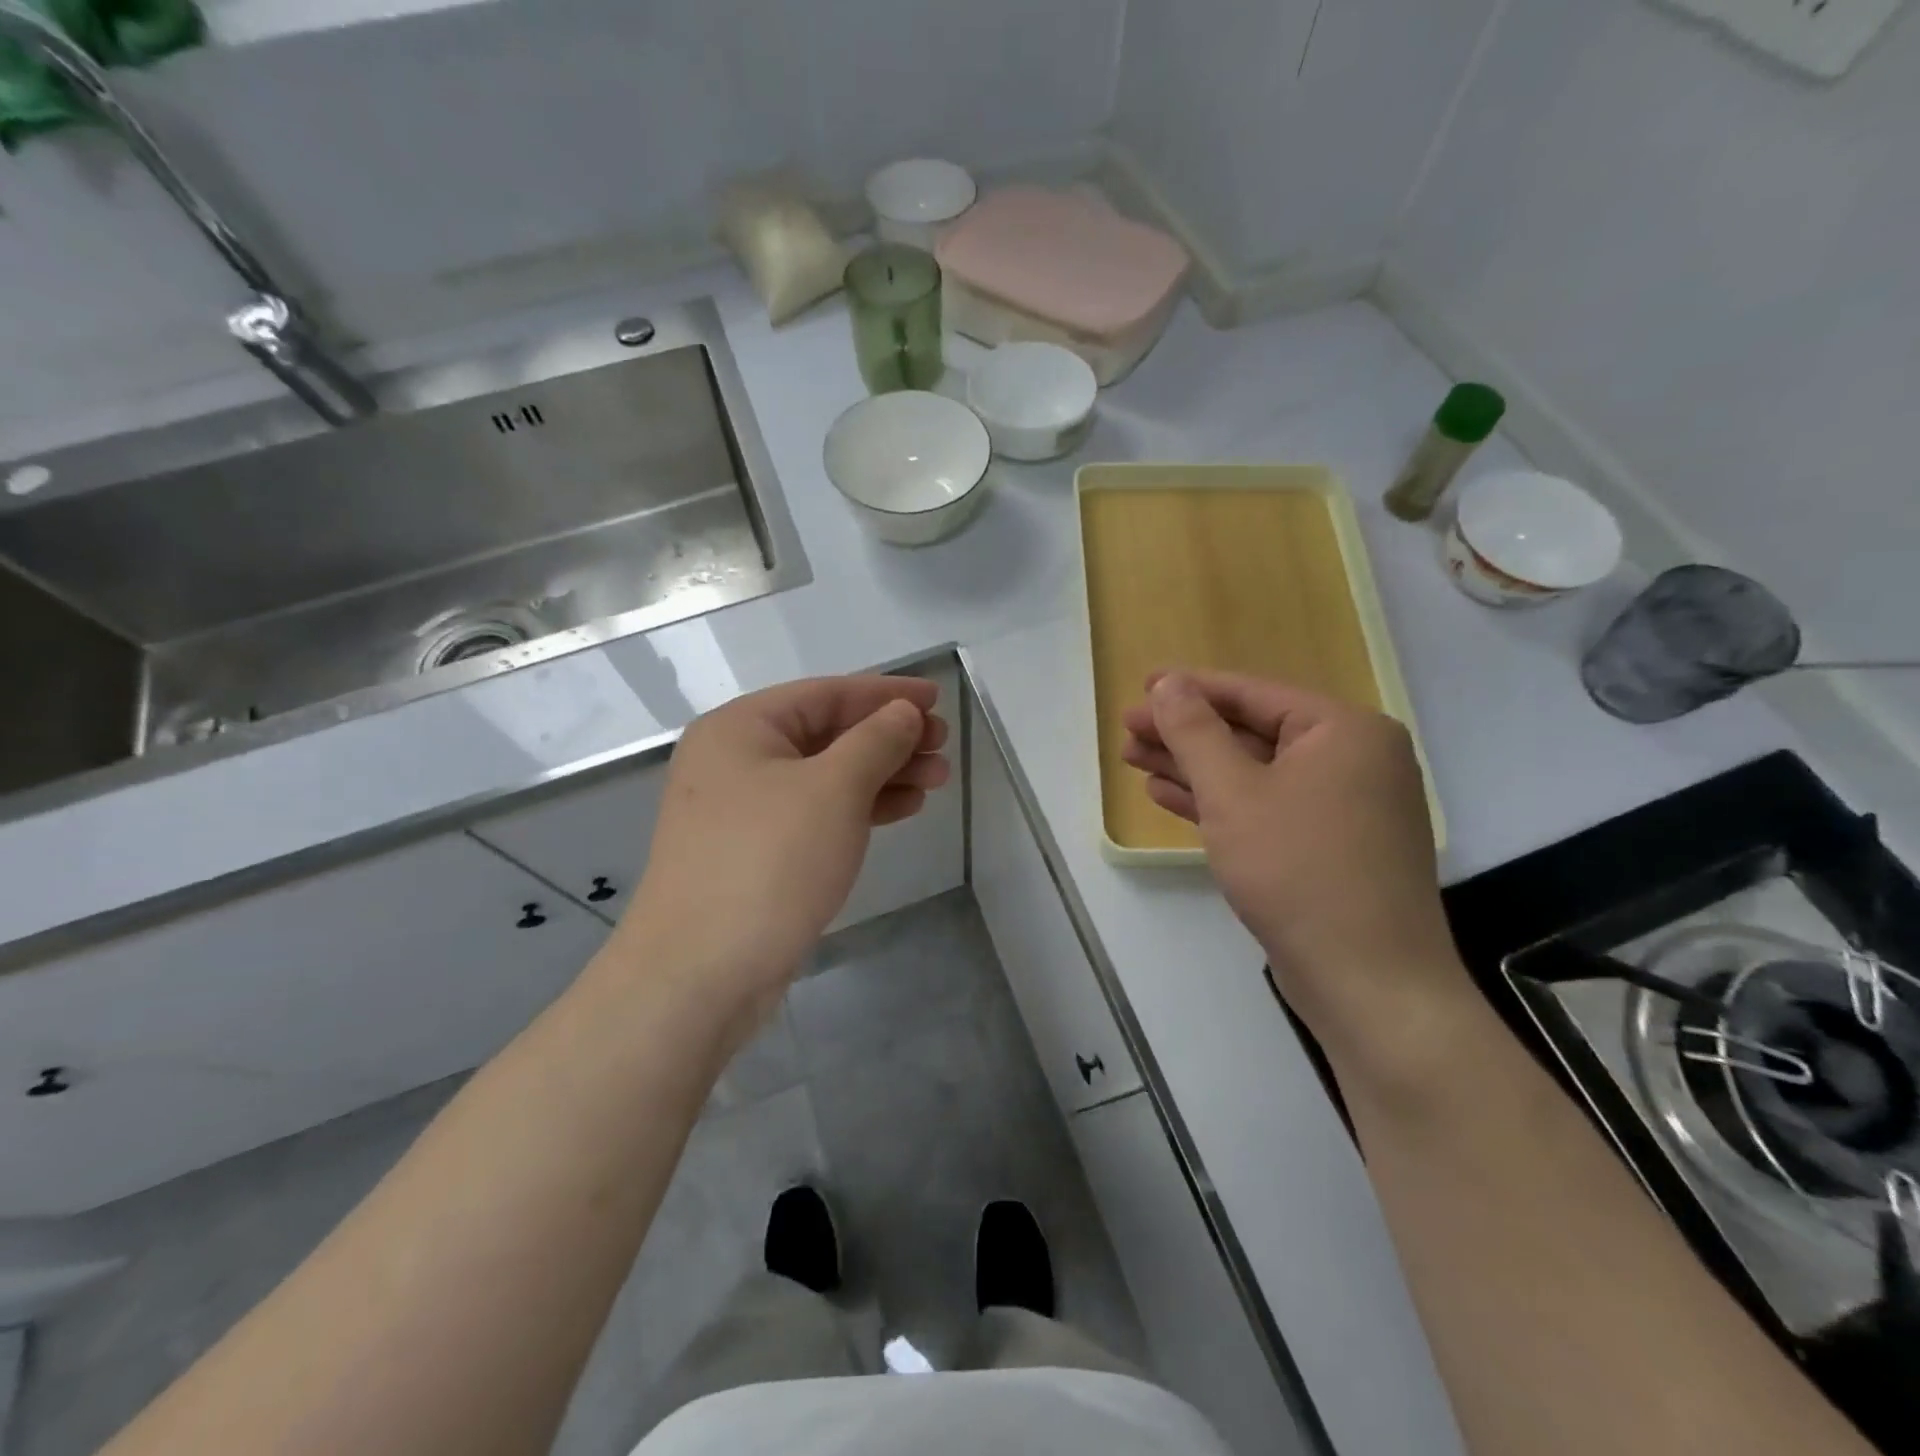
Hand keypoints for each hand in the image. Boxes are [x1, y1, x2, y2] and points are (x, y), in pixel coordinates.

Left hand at [612, 675, 948, 1046]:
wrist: (699, 974)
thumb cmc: (769, 862)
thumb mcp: (833, 789)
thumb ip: (875, 741)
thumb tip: (903, 713)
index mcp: (741, 728)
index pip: (826, 694)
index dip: (886, 693)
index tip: (937, 699)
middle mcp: (735, 761)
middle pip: (827, 734)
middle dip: (889, 738)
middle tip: (943, 748)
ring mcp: (742, 811)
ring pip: (825, 776)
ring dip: (882, 774)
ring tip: (937, 780)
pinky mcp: (755, 853)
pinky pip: (816, 813)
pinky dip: (859, 808)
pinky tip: (901, 808)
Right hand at [1121, 670, 1464, 1049]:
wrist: (1367, 981)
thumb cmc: (1297, 870)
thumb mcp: (1233, 792)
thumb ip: (1195, 731)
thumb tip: (1169, 684)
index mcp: (1345, 731)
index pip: (1253, 694)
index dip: (1190, 690)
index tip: (1141, 687)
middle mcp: (1353, 759)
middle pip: (1251, 732)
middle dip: (1184, 733)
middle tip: (1127, 729)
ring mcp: (1344, 806)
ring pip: (1254, 772)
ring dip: (1193, 767)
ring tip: (1134, 759)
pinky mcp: (1329, 846)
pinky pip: (1266, 807)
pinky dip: (1218, 802)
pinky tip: (1168, 796)